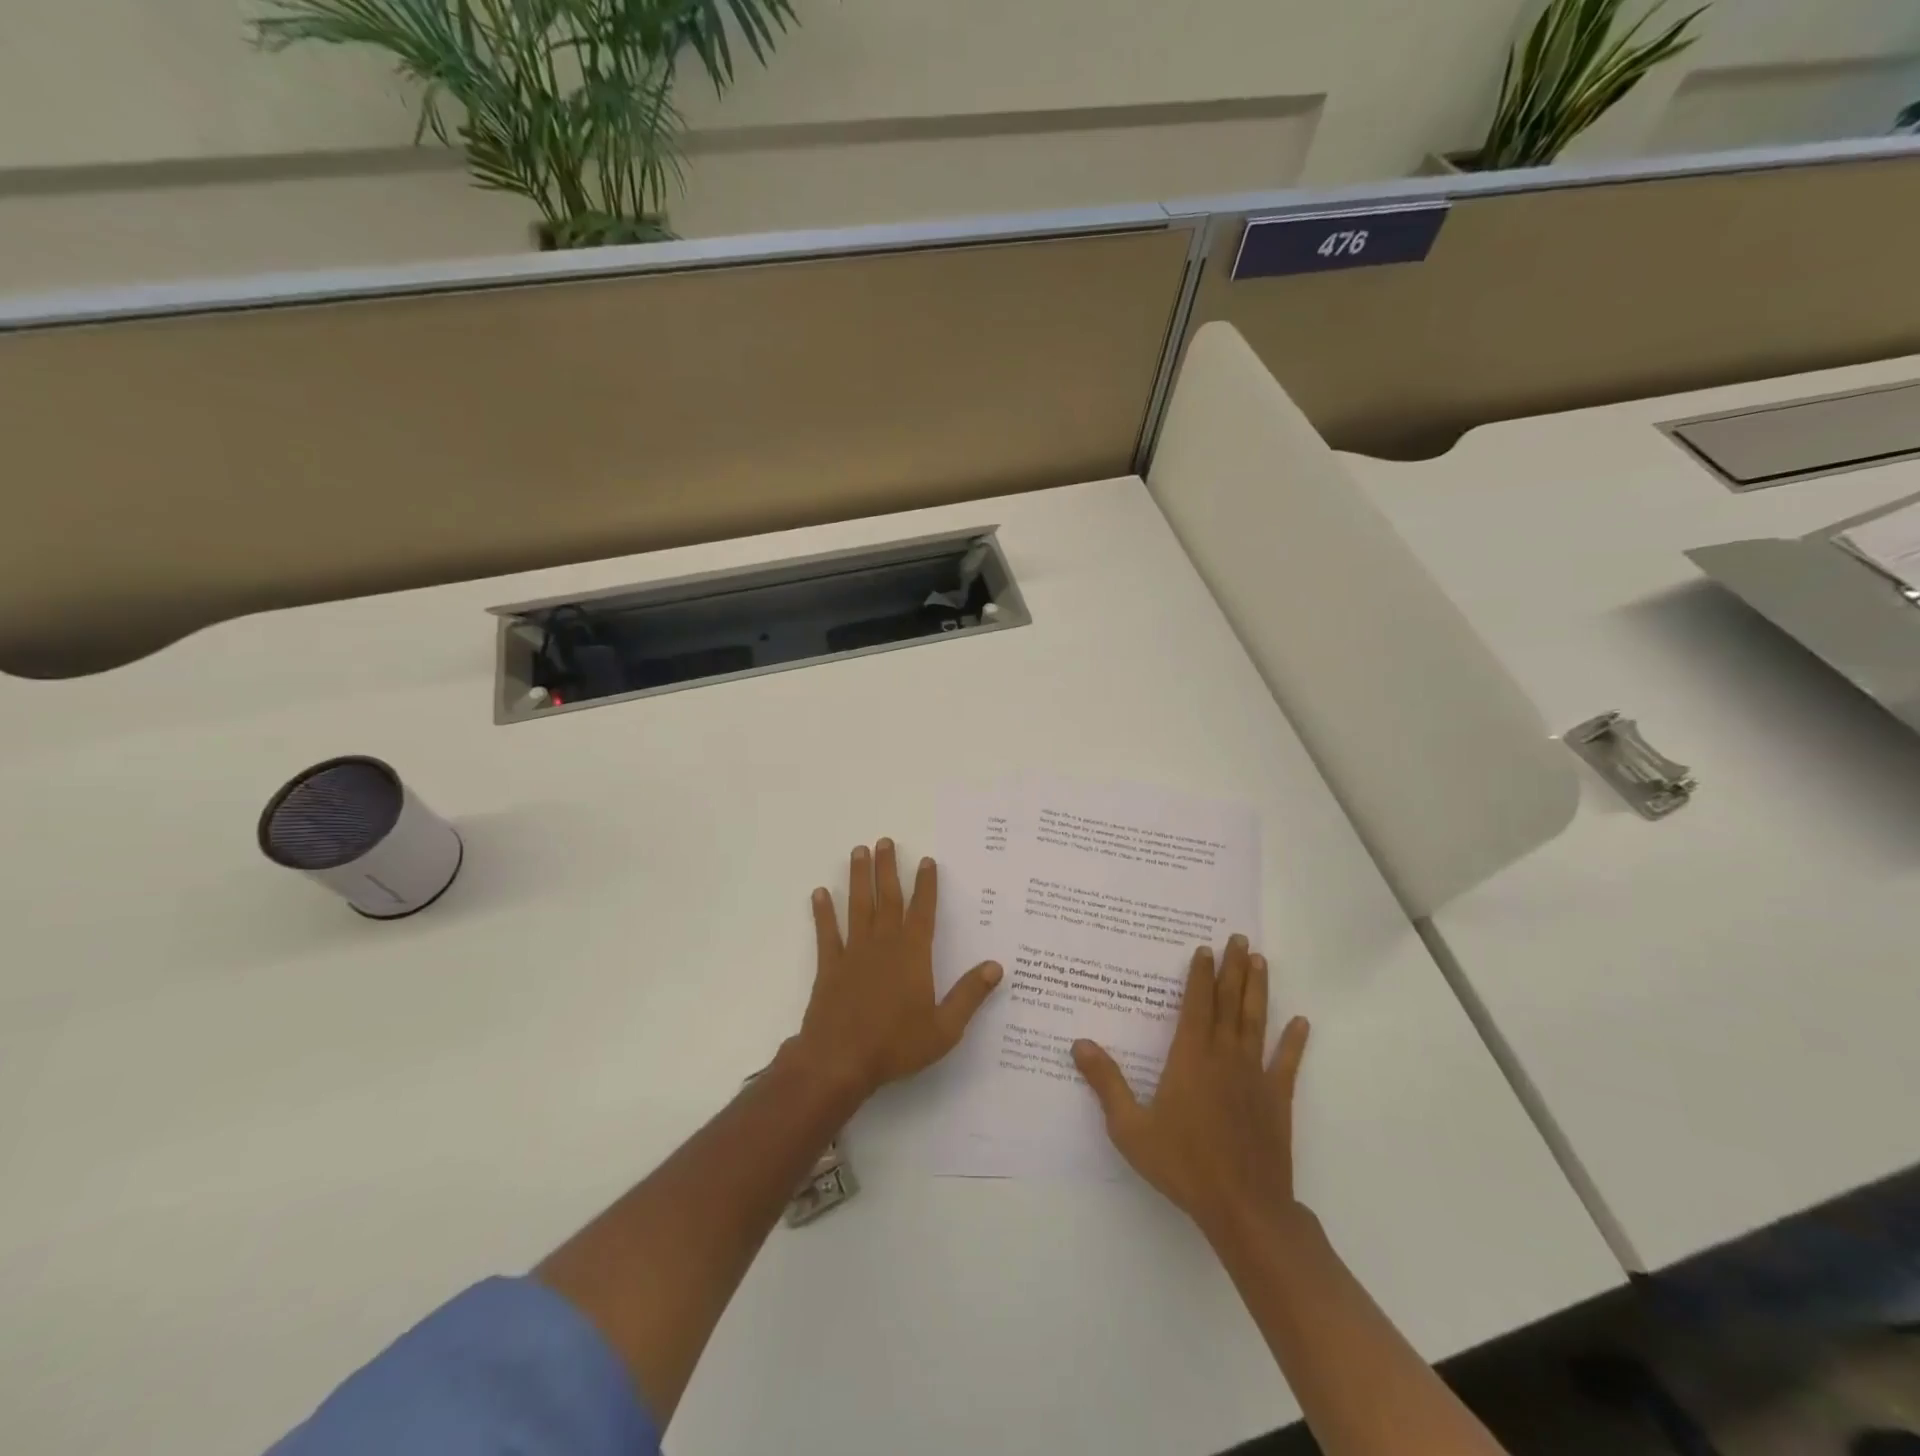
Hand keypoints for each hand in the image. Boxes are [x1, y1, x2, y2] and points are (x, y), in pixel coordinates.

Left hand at [793, 839, 1003, 1102]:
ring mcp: (853, 952)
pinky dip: (823, 912)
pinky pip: (827, 933)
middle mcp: (883, 944)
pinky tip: (819, 893)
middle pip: (887, 898)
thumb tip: (997, 966)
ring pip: (857, 906)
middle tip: (884, 841)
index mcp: (913, 955)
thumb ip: (970, 995)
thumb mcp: (944, 1028)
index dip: (926, 885)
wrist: (840, 1061)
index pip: (923, 911)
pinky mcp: (829, 966)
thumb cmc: (896, 1045)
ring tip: (858, 851)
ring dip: (858, 878)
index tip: (927, 860)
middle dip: (888, 868)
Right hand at [1072, 935, 1309, 1243]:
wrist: (1243, 1207)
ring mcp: (1254, 1076)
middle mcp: (1224, 1056)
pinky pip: (1287, 1064)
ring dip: (1258, 990)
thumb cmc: (1183, 1165)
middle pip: (1229, 1003)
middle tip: (1239, 938)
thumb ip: (1106, 1082)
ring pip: (1256, 1022)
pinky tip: (1302, 1023)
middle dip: (1233, 969)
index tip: (1204, 949)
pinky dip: (1294, 1042)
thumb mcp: (1130, 1128)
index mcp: (1190, 1058)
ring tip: (1261, 961)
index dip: (1200, 975)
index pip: (1196, 1005)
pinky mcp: (1277, 1099)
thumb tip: (1079, 1043)